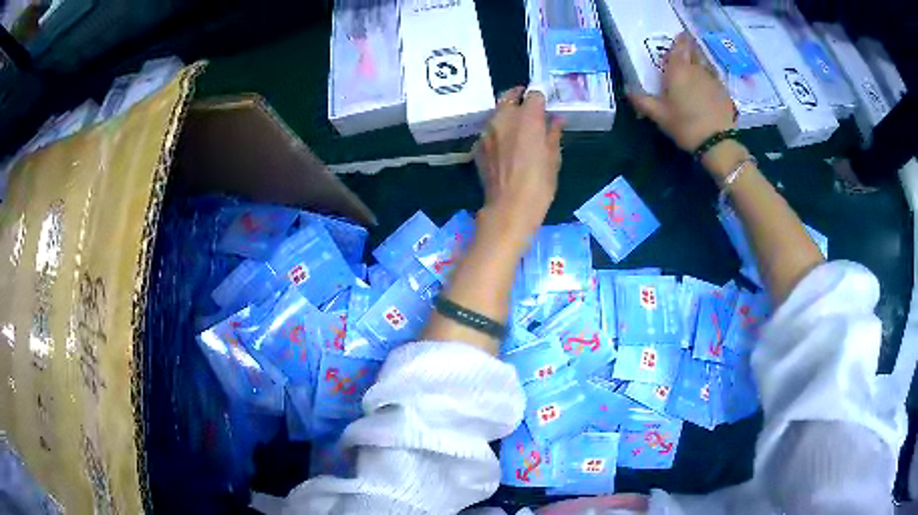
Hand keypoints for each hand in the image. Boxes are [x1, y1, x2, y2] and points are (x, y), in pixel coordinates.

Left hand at [475, 87, 563, 244]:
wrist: (509, 207)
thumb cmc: (539, 184)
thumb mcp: (553, 158)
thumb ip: (553, 133)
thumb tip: (556, 119)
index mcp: (527, 118)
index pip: (533, 95)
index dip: (540, 99)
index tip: (544, 106)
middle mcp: (504, 118)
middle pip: (508, 96)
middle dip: (518, 98)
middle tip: (528, 108)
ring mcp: (487, 131)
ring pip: (496, 112)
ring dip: (506, 114)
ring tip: (517, 127)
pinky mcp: (478, 146)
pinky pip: (489, 131)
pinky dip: (497, 132)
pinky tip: (505, 145)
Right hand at [629, 32, 735, 152]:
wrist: (717, 142)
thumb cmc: (684, 125)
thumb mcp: (659, 115)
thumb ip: (642, 101)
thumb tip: (627, 90)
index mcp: (678, 71)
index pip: (679, 47)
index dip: (680, 40)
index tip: (680, 37)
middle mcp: (696, 70)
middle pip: (694, 53)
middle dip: (689, 51)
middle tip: (685, 55)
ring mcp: (713, 81)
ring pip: (705, 66)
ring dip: (700, 66)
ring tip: (695, 73)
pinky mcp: (724, 93)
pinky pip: (714, 80)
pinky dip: (709, 81)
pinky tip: (707, 91)